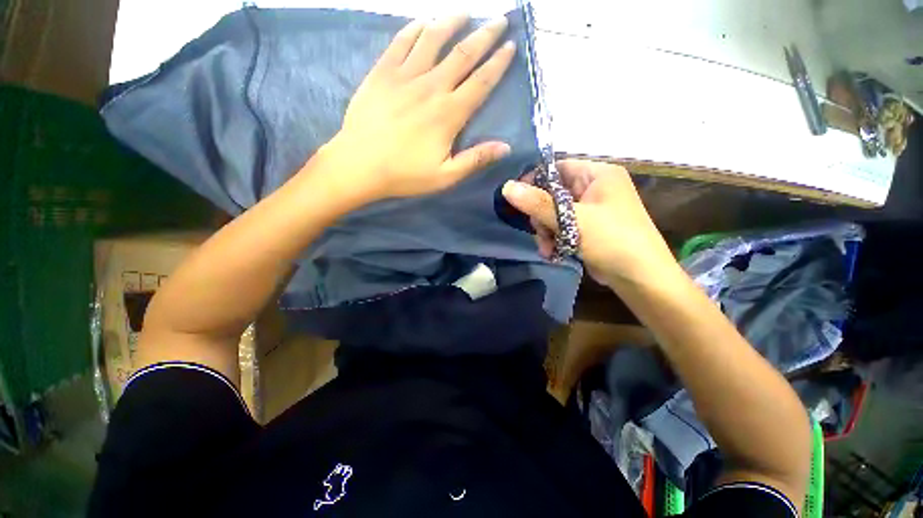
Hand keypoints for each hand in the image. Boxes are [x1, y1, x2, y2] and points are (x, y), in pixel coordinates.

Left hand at [323, 15, 515, 200]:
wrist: (360, 165)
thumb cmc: (405, 174)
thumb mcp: (445, 176)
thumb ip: (475, 159)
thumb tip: (506, 147)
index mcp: (449, 114)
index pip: (481, 82)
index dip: (498, 63)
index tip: (510, 46)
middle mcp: (431, 87)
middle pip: (463, 54)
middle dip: (485, 35)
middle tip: (499, 21)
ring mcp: (405, 76)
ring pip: (433, 39)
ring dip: (451, 23)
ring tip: (465, 13)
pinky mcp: (382, 73)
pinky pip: (401, 42)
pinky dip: (415, 29)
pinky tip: (424, 23)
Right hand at [502, 160, 679, 287]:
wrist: (640, 278)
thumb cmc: (611, 240)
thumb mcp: (572, 220)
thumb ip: (537, 203)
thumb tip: (506, 187)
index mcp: (597, 174)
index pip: (557, 168)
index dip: (534, 181)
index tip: (516, 199)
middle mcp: (594, 188)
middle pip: (552, 193)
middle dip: (541, 215)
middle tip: (540, 231)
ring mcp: (590, 209)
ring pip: (553, 213)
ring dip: (546, 231)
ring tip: (547, 248)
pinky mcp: (587, 227)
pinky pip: (561, 226)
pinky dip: (554, 238)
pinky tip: (553, 252)